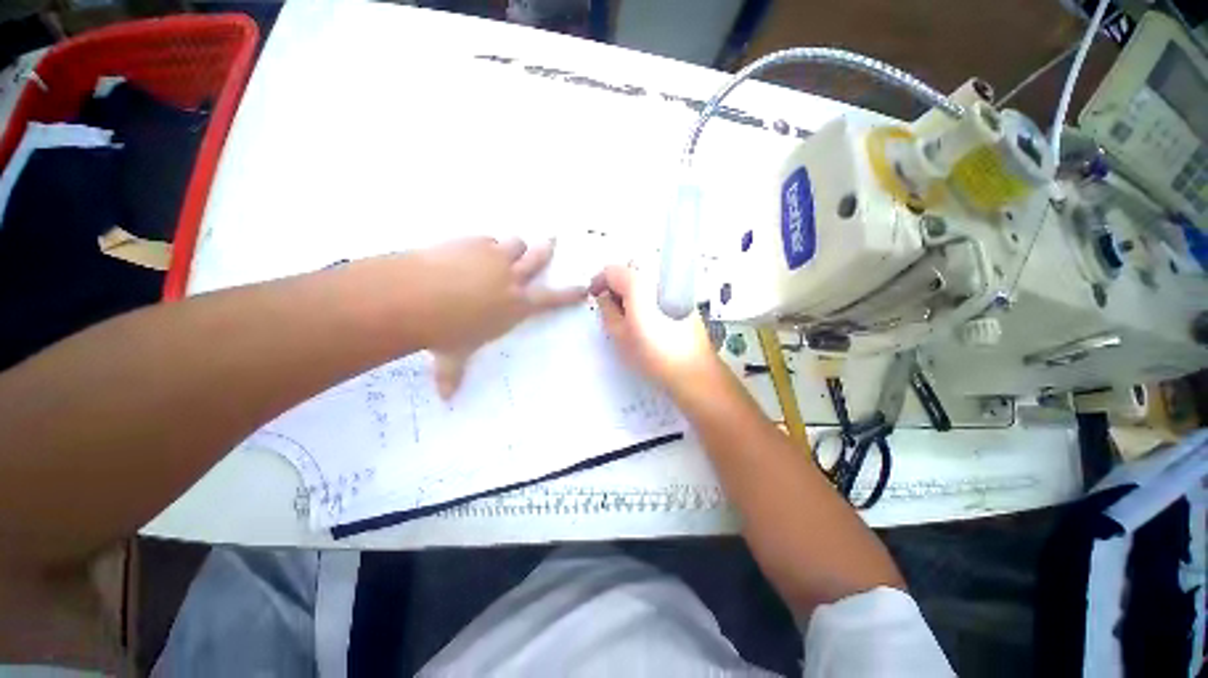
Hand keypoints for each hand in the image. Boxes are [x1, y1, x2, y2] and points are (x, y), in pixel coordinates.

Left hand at [409, 237, 586, 397]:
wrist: (418, 296)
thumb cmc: (445, 332)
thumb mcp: (454, 357)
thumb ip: (452, 375)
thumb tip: (446, 399)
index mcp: (517, 305)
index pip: (552, 299)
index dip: (570, 294)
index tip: (583, 287)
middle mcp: (511, 278)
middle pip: (537, 258)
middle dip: (547, 249)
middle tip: (553, 241)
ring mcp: (493, 257)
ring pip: (515, 243)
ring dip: (514, 246)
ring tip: (506, 249)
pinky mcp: (472, 242)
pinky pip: (486, 239)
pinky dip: (483, 244)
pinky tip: (470, 250)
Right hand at [590, 265, 718, 394]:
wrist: (691, 368)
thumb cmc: (657, 355)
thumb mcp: (619, 335)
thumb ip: (606, 310)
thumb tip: (605, 300)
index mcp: (640, 284)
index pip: (612, 271)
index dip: (599, 282)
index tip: (595, 293)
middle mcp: (659, 280)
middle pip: (630, 271)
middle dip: (617, 286)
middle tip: (609, 306)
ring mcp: (674, 287)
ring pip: (645, 280)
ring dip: (632, 292)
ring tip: (628, 317)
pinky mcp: (684, 298)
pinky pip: (659, 289)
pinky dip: (648, 297)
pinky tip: (646, 319)